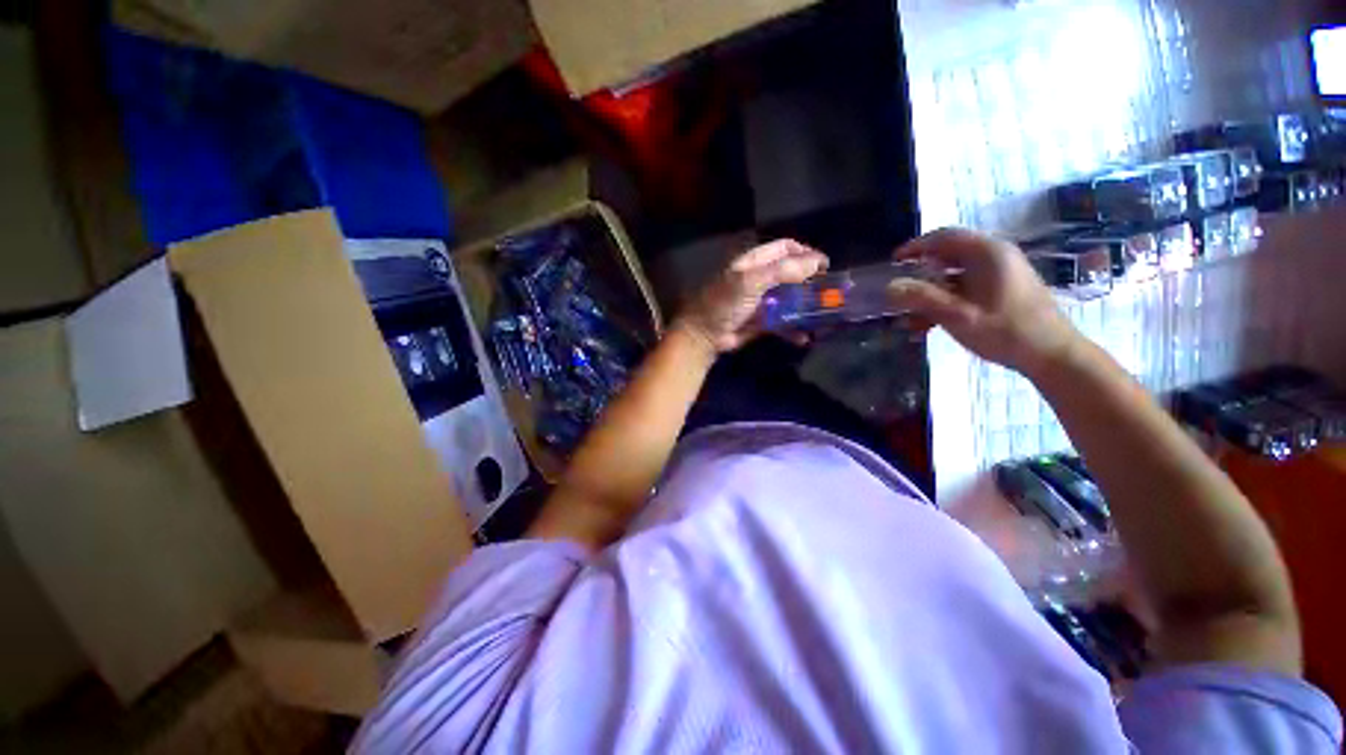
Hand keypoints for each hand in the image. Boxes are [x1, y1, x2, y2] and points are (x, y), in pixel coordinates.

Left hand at [676, 240, 829, 352]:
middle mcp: (761, 279)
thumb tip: (817, 262)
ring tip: (824, 316)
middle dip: (811, 282)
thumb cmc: (724, 302)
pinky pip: (783, 323)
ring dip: (807, 307)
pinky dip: (794, 329)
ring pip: (791, 300)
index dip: (806, 253)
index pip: (786, 248)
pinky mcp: (762, 322)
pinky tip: (804, 337)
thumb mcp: (751, 281)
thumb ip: (783, 271)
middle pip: (792, 274)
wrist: (705, 335)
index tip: (825, 266)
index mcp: (755, 262)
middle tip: (830, 293)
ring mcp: (762, 301)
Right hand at [886, 228, 1082, 378]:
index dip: (916, 247)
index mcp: (988, 253)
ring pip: (953, 276)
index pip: (944, 238)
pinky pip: (965, 289)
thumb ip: (922, 298)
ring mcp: (1000, 274)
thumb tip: (890, 286)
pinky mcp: (1001, 290)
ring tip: (909, 319)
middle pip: (947, 256)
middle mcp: (995, 257)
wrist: (1052, 355)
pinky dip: (944, 302)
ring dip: (929, 294)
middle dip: (919, 275)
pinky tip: (928, 326)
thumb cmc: (1006, 332)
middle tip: (898, 292)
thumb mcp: (958, 316)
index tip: (893, 262)